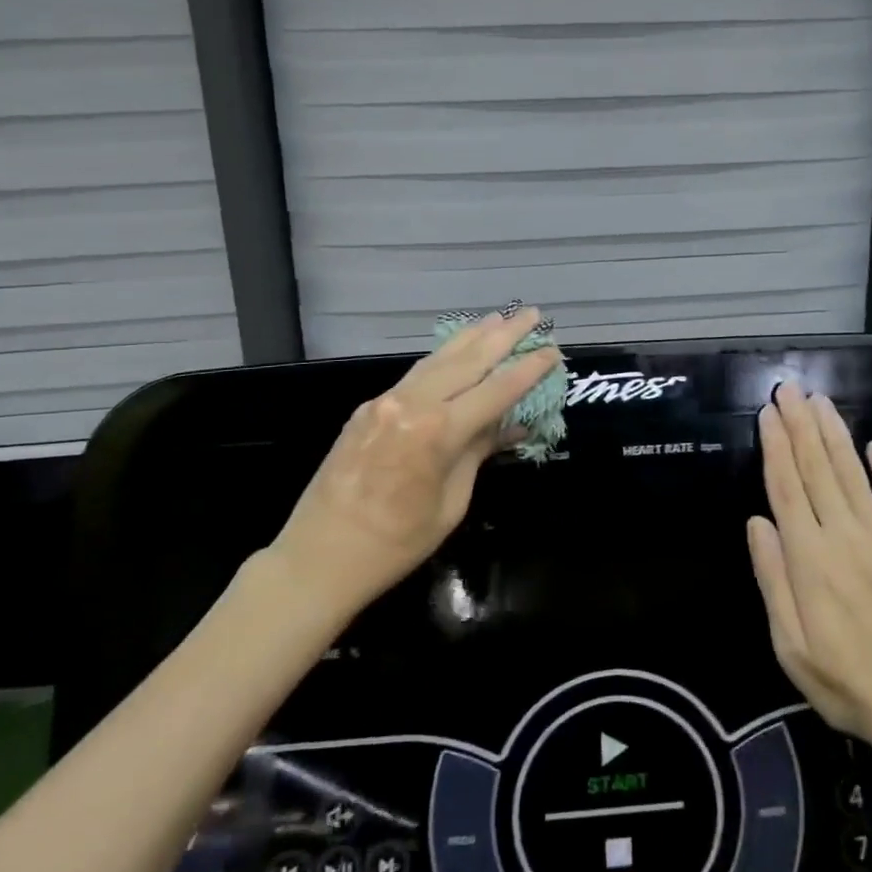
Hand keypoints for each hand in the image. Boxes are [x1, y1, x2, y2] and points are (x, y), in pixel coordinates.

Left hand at [269, 306, 561, 617]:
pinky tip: (456, 351)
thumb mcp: (451, 503)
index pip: (496, 390)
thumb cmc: (396, 544)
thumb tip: (508, 425)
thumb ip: (477, 453)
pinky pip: (414, 375)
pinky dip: (442, 359)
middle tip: (532, 314)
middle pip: (468, 360)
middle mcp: (412, 404)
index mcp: (438, 432)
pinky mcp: (368, 408)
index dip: (528, 370)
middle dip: (503, 335)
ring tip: (497, 319)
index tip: (553, 350)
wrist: (318, 557)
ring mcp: (385, 401)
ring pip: (437, 359)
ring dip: (471, 337)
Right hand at [747, 382, 871, 762]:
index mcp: (809, 559)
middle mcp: (844, 536)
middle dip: (799, 425)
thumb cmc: (845, 681)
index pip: (786, 487)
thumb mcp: (789, 645)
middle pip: (817, 468)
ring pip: (852, 472)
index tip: (768, 412)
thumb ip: (772, 579)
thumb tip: (757, 521)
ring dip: (834, 434)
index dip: (775, 446)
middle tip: (789, 388)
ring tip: (819, 401)